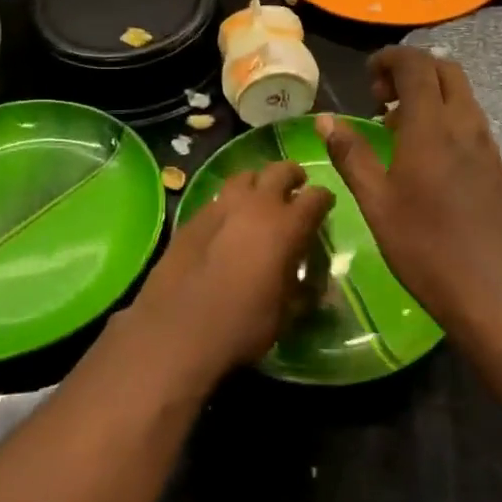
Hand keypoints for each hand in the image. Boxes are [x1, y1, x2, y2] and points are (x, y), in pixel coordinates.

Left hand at [122, 162, 333, 384]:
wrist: (177, 331)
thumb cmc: (242, 325)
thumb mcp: (286, 314)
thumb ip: (303, 291)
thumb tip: (310, 286)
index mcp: (287, 225)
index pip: (317, 196)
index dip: (324, 201)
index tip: (324, 208)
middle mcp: (257, 205)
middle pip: (281, 170)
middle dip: (293, 177)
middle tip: (295, 190)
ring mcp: (221, 206)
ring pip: (245, 177)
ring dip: (257, 185)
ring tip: (258, 201)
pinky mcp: (193, 217)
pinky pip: (218, 198)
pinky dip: (230, 203)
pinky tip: (226, 224)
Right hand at [316, 48, 501, 328]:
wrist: (484, 286)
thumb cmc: (421, 244)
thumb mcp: (375, 201)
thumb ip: (351, 154)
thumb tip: (326, 120)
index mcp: (431, 127)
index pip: (416, 65)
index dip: (390, 59)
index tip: (368, 79)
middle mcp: (465, 124)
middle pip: (445, 70)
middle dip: (412, 70)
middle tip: (383, 99)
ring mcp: (487, 143)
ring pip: (462, 94)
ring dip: (430, 93)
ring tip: (399, 126)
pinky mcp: (497, 163)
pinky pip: (472, 120)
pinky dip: (447, 116)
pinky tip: (428, 153)